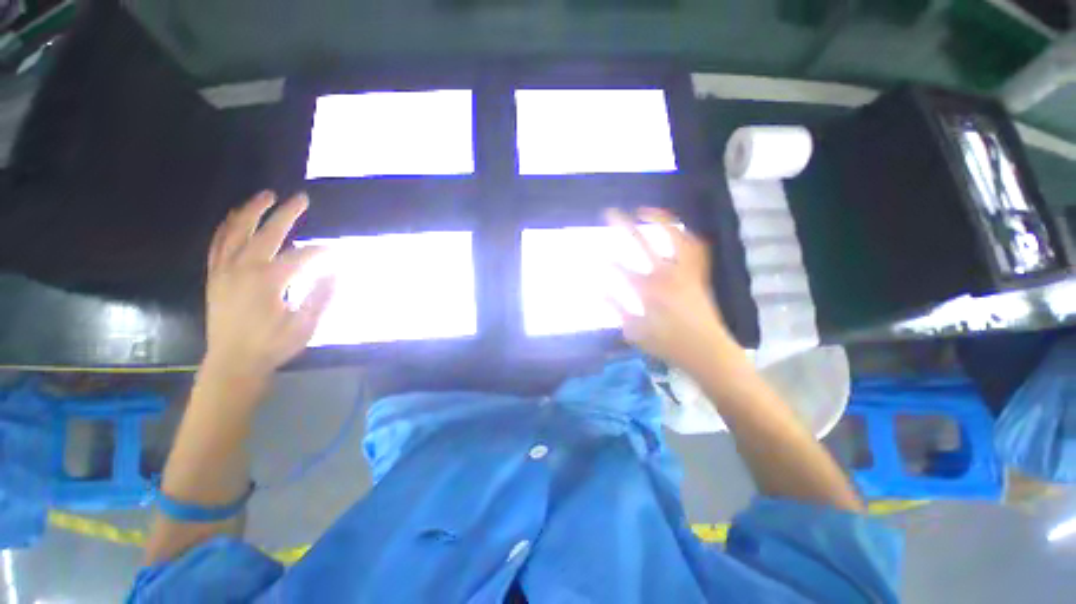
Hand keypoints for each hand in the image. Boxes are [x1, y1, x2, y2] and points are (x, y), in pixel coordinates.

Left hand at [203, 191, 334, 379]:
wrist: (233, 363)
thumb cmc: (273, 345)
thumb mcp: (306, 324)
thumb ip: (322, 294)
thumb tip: (336, 270)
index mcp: (269, 280)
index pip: (302, 256)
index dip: (323, 251)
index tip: (338, 251)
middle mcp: (244, 268)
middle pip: (267, 233)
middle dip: (287, 214)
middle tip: (301, 198)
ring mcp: (225, 271)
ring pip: (236, 232)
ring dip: (251, 211)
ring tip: (265, 195)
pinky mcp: (215, 277)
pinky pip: (217, 245)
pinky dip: (226, 228)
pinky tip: (234, 219)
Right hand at [605, 207, 737, 370]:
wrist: (708, 351)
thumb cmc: (668, 344)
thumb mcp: (635, 331)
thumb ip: (616, 307)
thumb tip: (598, 290)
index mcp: (648, 290)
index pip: (620, 268)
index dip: (605, 260)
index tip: (595, 255)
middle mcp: (667, 274)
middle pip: (642, 242)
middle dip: (623, 225)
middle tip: (610, 212)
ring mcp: (686, 271)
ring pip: (676, 236)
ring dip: (661, 220)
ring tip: (646, 211)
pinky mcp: (698, 274)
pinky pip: (696, 248)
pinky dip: (686, 235)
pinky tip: (677, 231)